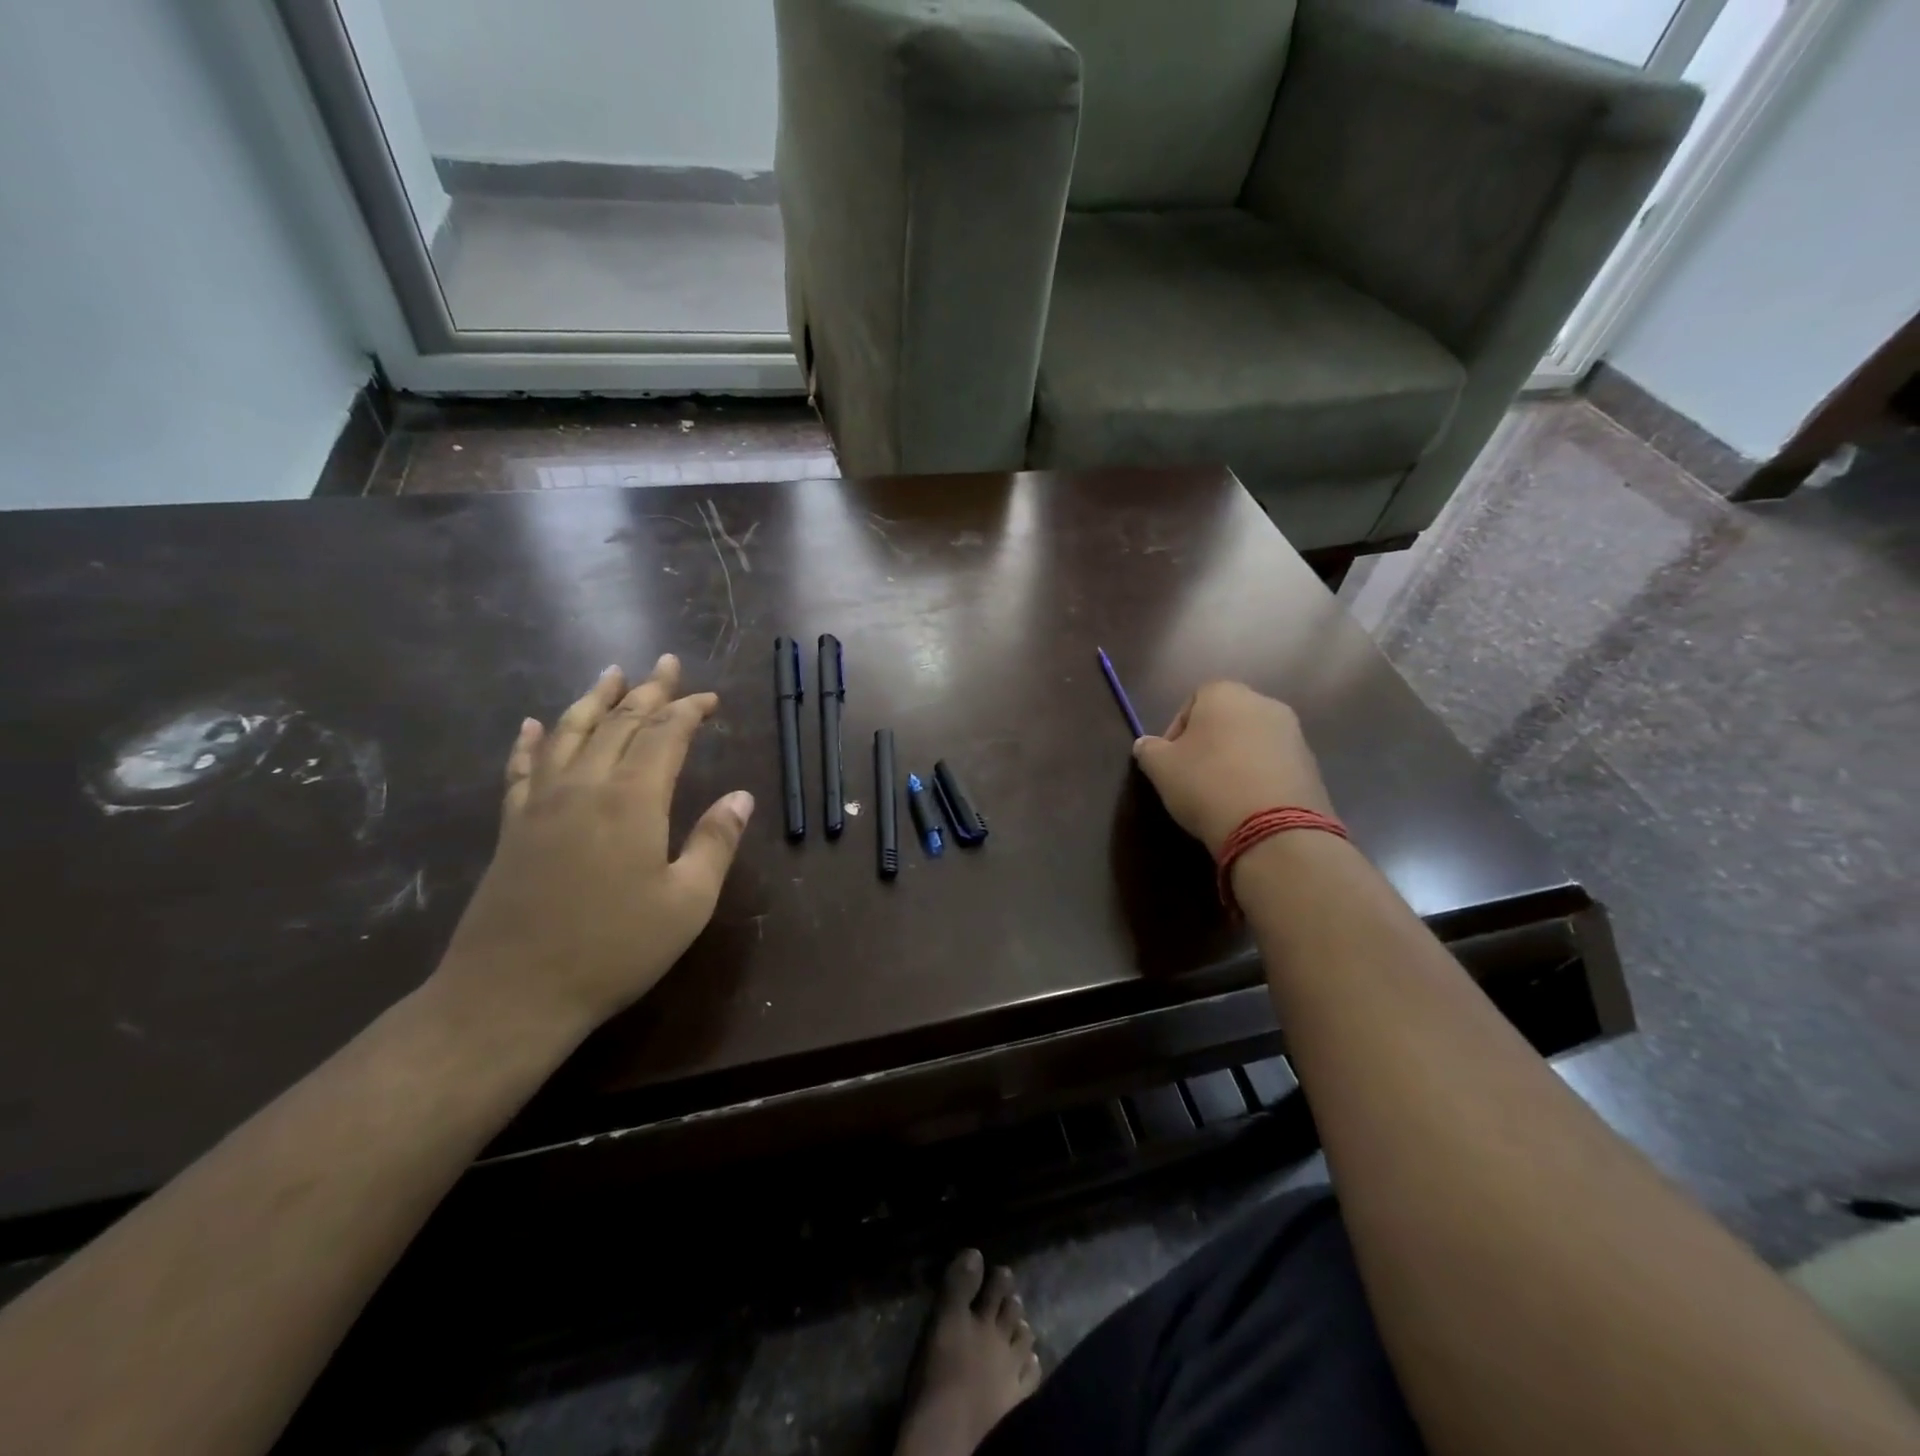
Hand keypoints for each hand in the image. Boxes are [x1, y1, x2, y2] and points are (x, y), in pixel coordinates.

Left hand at [433, 655, 753, 1035]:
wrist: (512, 994)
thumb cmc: (614, 950)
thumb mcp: (687, 902)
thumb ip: (714, 842)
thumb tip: (741, 796)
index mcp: (632, 801)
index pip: (665, 736)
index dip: (688, 711)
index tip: (709, 699)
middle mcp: (585, 788)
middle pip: (618, 723)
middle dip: (648, 691)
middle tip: (667, 664)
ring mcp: (541, 805)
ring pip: (570, 734)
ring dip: (593, 700)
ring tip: (611, 673)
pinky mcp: (513, 828)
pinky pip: (522, 770)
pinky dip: (531, 741)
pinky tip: (534, 724)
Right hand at [1131, 682, 1333, 856]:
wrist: (1273, 828)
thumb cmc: (1206, 784)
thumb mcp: (1161, 768)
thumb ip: (1149, 750)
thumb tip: (1145, 745)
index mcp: (1225, 694)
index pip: (1193, 701)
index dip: (1176, 731)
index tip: (1169, 761)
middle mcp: (1264, 703)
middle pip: (1226, 719)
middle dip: (1209, 744)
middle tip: (1192, 776)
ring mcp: (1293, 733)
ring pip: (1252, 742)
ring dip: (1235, 760)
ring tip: (1221, 794)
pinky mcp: (1311, 765)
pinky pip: (1274, 765)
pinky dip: (1259, 778)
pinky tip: (1247, 805)